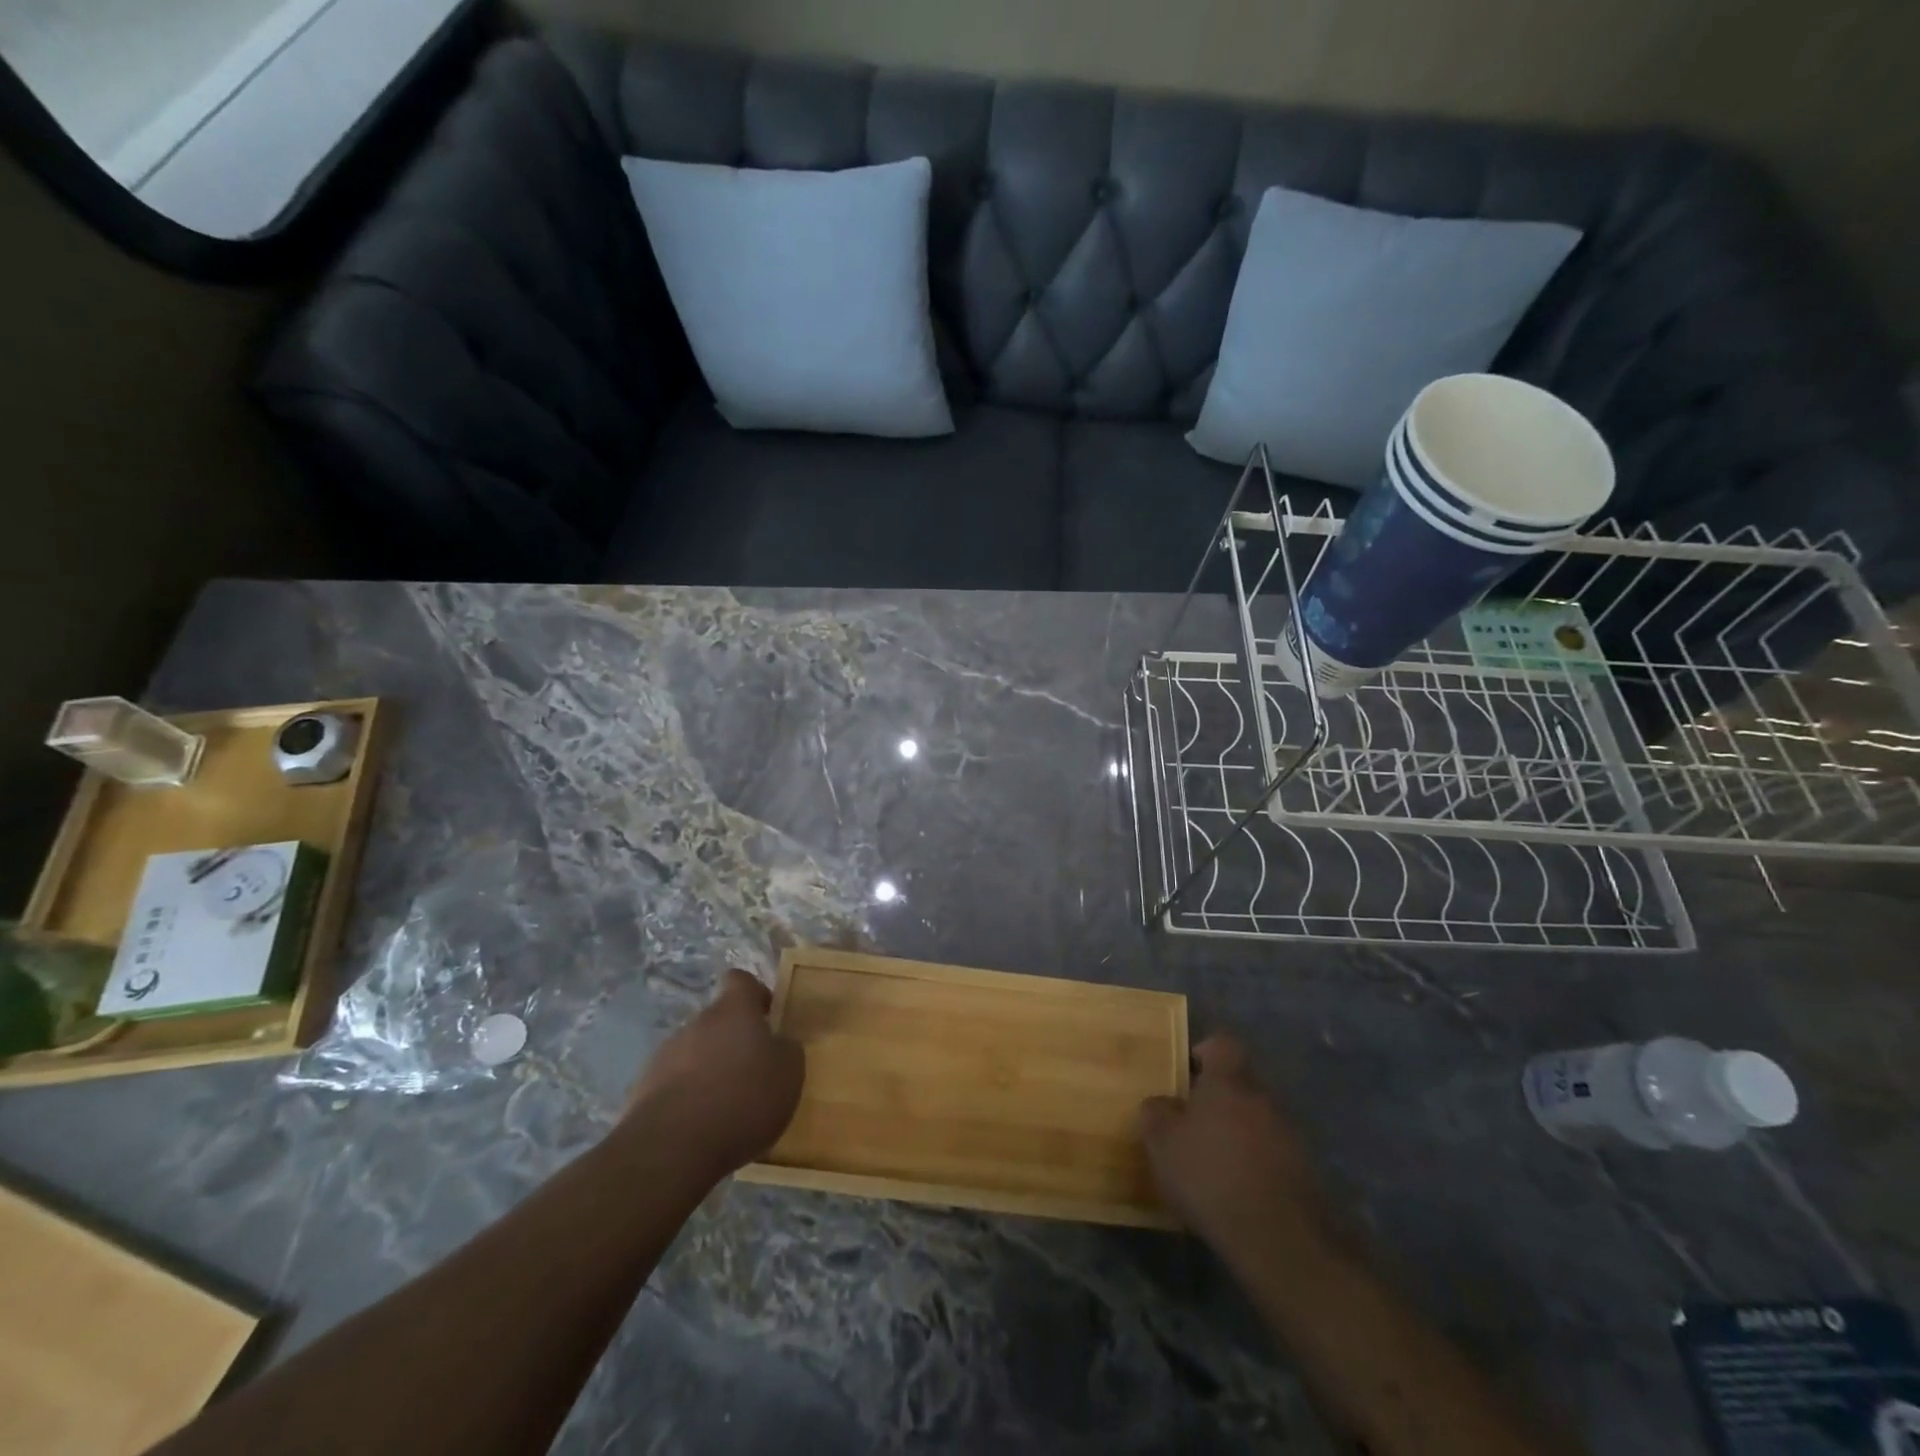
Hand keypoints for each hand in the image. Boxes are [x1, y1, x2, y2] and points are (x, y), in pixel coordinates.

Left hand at [623, 969, 804, 1181]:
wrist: (671, 1149)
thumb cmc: (742, 1099)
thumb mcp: (788, 1073)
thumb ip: (786, 1049)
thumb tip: (778, 1043)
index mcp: (733, 1010)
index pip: (740, 980)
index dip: (755, 995)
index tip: (767, 1018)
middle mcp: (697, 1023)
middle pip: (718, 1022)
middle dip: (733, 1043)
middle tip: (753, 1075)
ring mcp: (665, 1056)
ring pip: (694, 1054)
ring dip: (709, 1072)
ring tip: (726, 1110)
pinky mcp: (643, 1091)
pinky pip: (674, 1086)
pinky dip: (688, 1101)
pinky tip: (701, 1130)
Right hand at [1139, 1035, 1325, 1255]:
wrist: (1279, 1238)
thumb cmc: (1210, 1175)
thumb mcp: (1162, 1143)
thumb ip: (1156, 1113)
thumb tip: (1160, 1104)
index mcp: (1229, 1081)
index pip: (1223, 1043)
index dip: (1205, 1051)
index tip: (1187, 1071)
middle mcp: (1264, 1098)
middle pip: (1241, 1083)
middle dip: (1220, 1099)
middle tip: (1193, 1123)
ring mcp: (1291, 1135)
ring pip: (1259, 1119)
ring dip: (1240, 1133)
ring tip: (1215, 1162)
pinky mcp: (1307, 1173)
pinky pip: (1275, 1154)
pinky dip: (1257, 1164)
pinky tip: (1239, 1191)